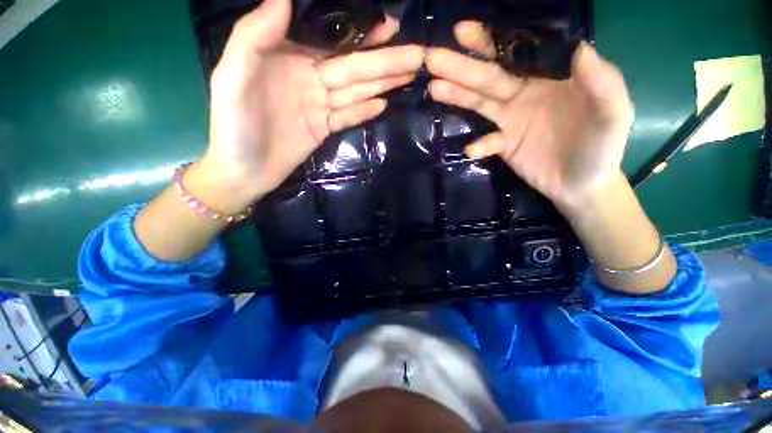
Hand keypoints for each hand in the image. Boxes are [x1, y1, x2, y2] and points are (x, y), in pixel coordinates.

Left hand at [201, 0, 423, 205]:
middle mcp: (309, 77)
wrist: (244, 171)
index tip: (388, 26)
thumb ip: (253, 37)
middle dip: (385, 61)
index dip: (361, 33)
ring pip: (356, 90)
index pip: (331, 41)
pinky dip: (365, 110)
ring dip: (383, 83)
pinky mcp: (325, 128)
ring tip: (410, 75)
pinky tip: (385, 104)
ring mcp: (319, 105)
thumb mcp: (232, 77)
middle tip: (417, 55)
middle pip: (353, 68)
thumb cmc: (233, 126)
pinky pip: (348, 116)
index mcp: (289, 58)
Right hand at [426, 22, 633, 206]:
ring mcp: (511, 121)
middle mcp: (525, 94)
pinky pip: (487, 142)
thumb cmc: (602, 148)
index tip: (465, 32)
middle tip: (433, 58)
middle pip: (489, 77)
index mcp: (550, 77)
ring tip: (435, 88)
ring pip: (480, 104)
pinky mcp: (503, 145)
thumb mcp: (614, 113)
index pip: (518, 53)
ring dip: (458, 97)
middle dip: (462, 67)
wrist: (583, 185)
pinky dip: (479, 145)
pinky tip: (472, 149)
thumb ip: (602, 82)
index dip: (491, 42)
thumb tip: (580, 49)